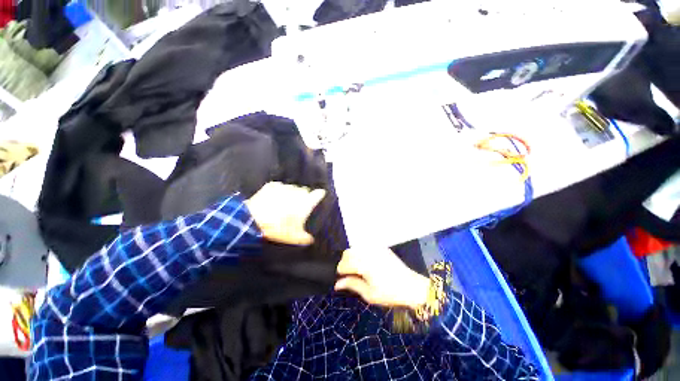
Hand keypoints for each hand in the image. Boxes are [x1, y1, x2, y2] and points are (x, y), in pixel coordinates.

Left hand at [245, 182, 325, 245]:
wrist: (253, 220)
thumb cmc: (278, 229)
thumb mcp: (294, 237)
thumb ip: (305, 237)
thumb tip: (310, 240)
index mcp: (306, 203)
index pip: (318, 194)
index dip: (319, 195)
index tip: (320, 196)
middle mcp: (298, 192)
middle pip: (305, 191)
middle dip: (303, 197)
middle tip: (297, 206)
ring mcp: (285, 187)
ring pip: (292, 188)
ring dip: (291, 194)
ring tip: (285, 203)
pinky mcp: (272, 185)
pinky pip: (280, 187)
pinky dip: (279, 191)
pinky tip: (275, 199)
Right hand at [335, 247, 429, 308]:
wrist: (411, 286)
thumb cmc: (389, 293)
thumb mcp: (369, 293)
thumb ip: (351, 284)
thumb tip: (337, 284)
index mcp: (363, 264)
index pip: (343, 265)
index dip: (341, 273)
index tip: (343, 280)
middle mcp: (367, 252)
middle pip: (347, 253)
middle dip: (345, 264)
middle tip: (350, 276)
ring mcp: (374, 248)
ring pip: (355, 248)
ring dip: (352, 258)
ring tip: (359, 270)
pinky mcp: (381, 247)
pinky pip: (365, 247)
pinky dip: (361, 254)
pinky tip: (368, 264)